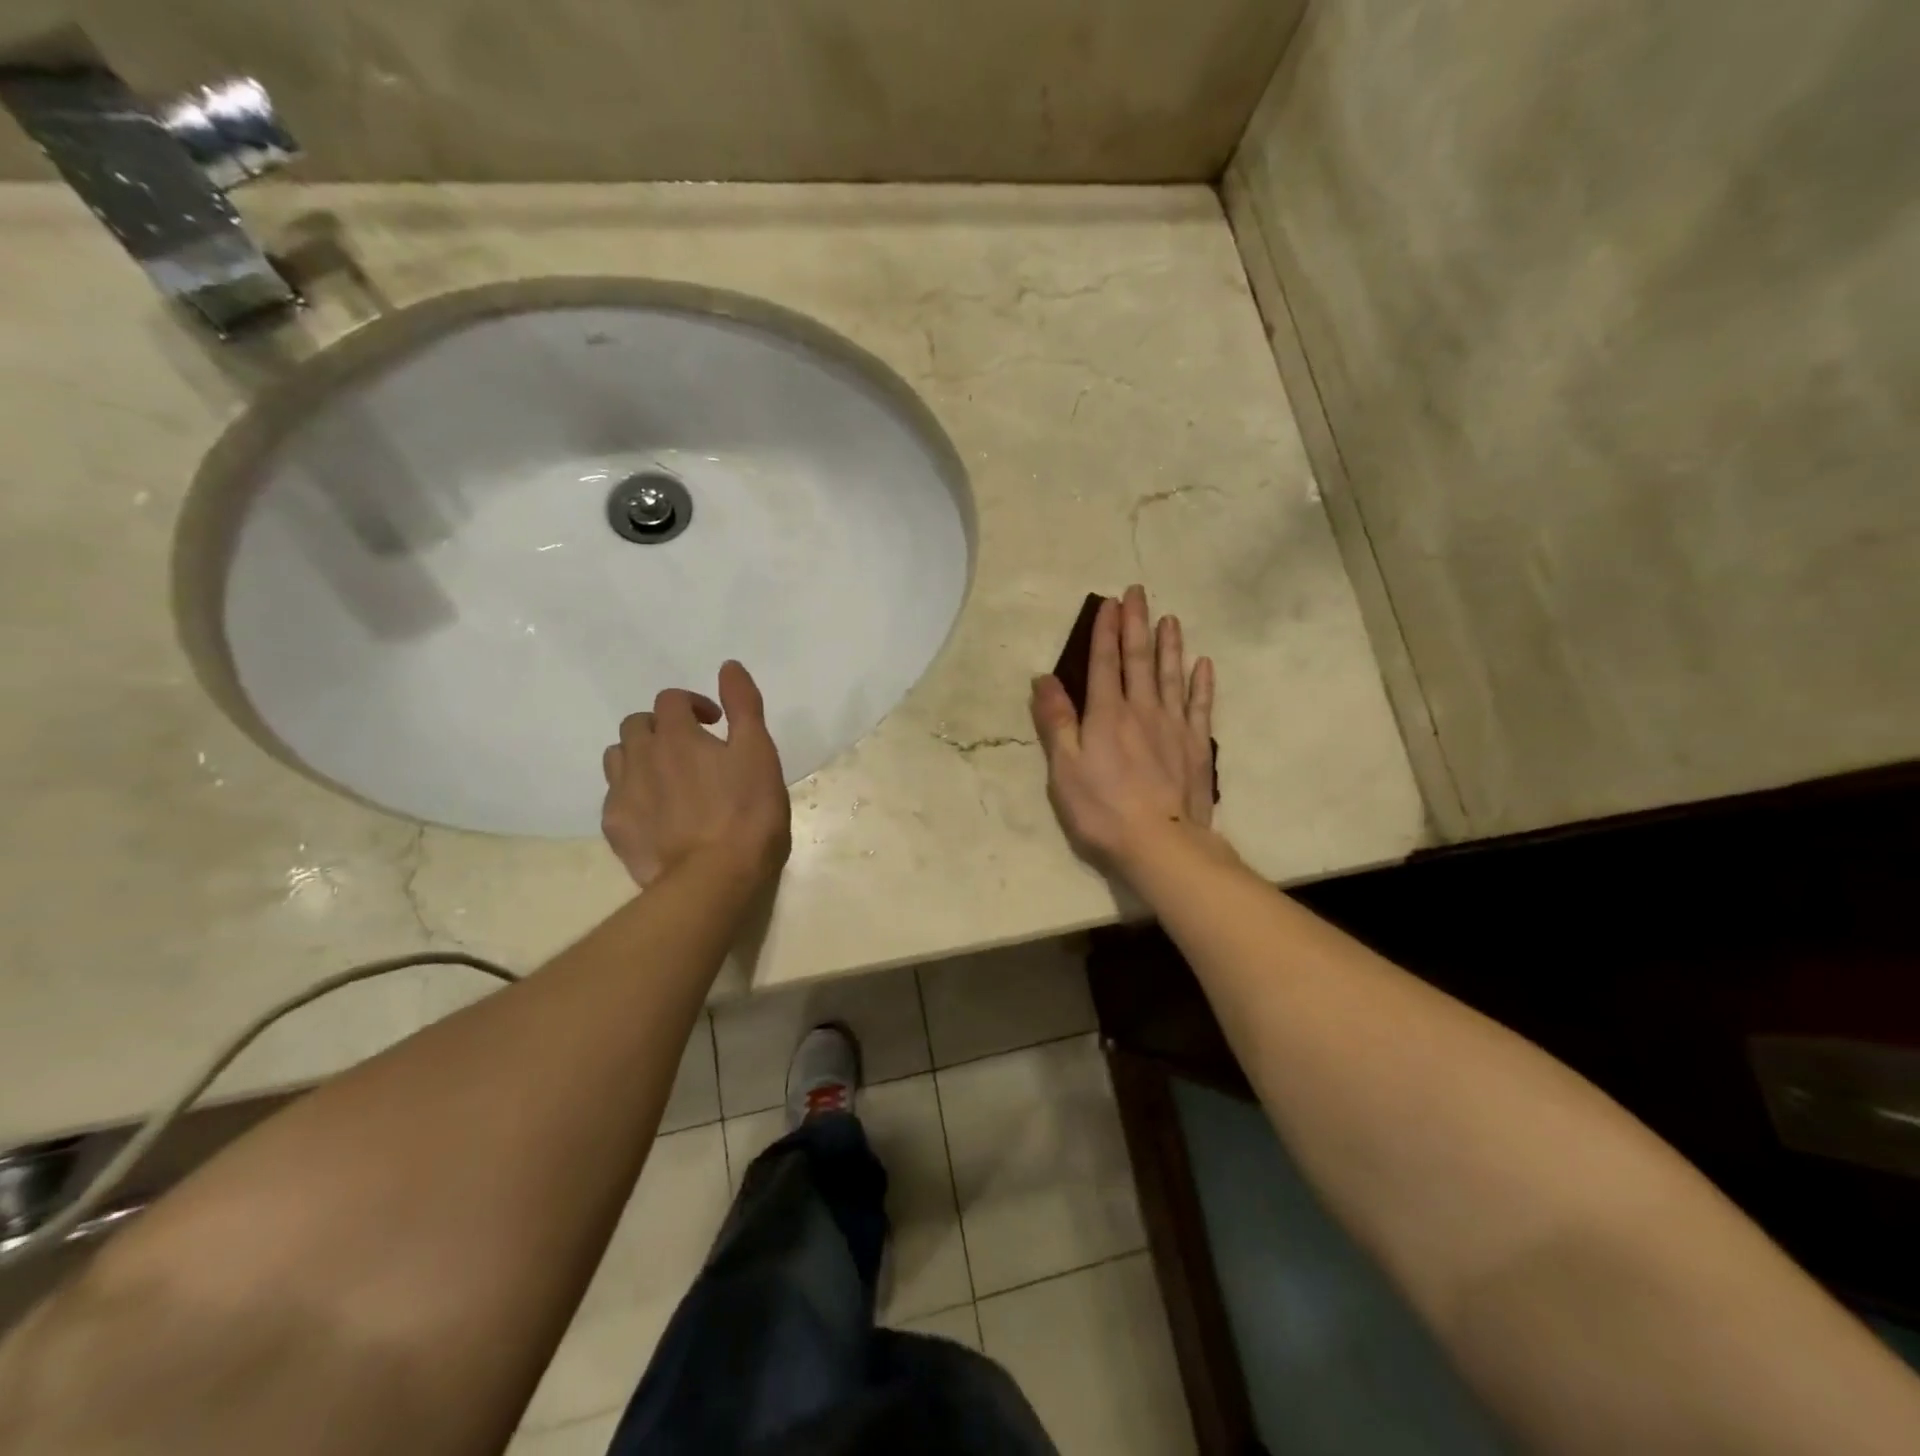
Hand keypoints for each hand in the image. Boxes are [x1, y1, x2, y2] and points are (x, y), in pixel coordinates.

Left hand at [601, 660, 791, 889]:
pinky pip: (615, 797)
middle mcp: (640, 756)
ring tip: (669, 778)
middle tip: (693, 750)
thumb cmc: (747, 812)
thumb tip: (728, 666)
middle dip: (663, 728)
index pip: (672, 699)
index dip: (694, 704)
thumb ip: (744, 706)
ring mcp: (622, 794)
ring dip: (641, 756)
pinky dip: (633, 793)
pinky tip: (657, 814)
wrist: (714, 879)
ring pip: (618, 757)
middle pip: (638, 725)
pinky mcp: (615, 829)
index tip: (717, 724)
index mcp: (677, 735)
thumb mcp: (759, 753)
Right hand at [1030, 584, 1217, 870]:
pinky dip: (1201, 683)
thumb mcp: (1064, 768)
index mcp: (1107, 714)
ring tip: (1170, 618)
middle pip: (1139, 660)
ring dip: (1169, 645)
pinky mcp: (1196, 746)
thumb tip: (1043, 678)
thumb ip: (1055, 721)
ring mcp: (1174, 726)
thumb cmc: (1102, 809)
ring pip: (1171, 675)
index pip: (1105, 662)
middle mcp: (1142, 710)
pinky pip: (1200, 705)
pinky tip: (1202, 665)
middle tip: (1139, 593)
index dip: (1106, 631)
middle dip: (1137, 624)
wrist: (1160, 843)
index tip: (1110, 602)